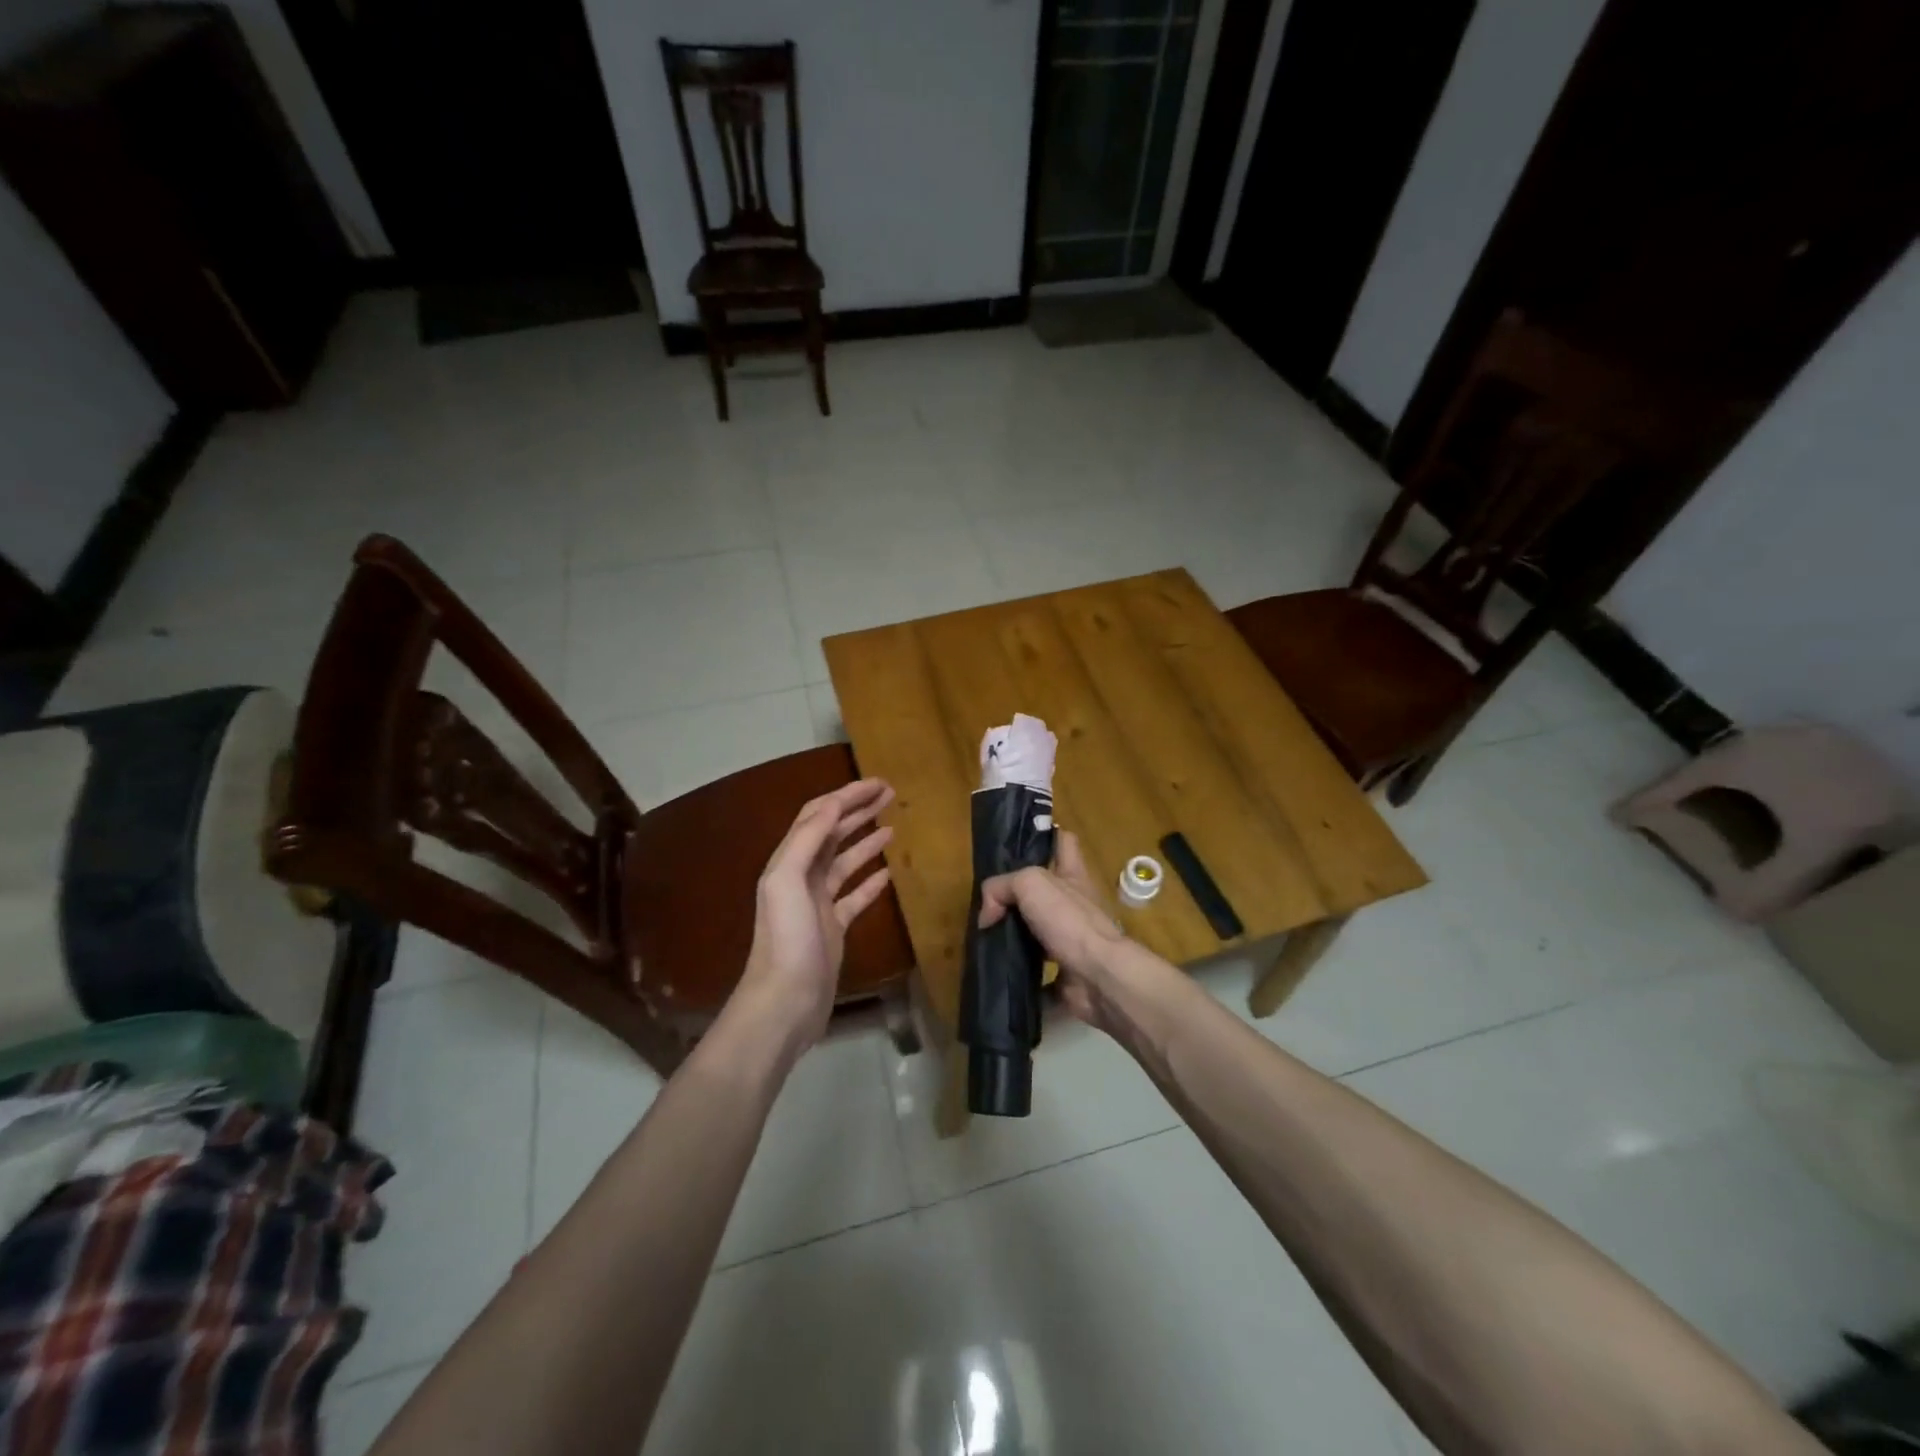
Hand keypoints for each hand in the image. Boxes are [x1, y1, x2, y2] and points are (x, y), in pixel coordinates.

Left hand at [736, 778, 896, 1049]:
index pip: (818, 816)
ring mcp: (818, 904)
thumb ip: (806, 840)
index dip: (846, 796)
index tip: (878, 783)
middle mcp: (802, 877)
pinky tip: (889, 873)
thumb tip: (833, 806)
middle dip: (858, 811)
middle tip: (890, 795)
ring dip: (866, 840)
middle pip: (832, 833)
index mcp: (789, 862)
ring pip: (845, 862)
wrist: (785, 1002)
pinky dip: (870, 881)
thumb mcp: (787, 881)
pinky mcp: (834, 928)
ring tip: (893, 826)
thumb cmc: (786, 939)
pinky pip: (855, 896)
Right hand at [977, 831, 1132, 1035]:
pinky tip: (998, 976)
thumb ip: (1000, 888)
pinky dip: (1021, 977)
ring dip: (1016, 936)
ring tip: (986, 939)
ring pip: (1039, 932)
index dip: (1047, 836)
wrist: (1098, 976)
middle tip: (990, 902)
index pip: (1063, 842)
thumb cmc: (1069, 919)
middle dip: (1021, 895)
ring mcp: (1073, 941)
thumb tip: (987, 916)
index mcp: (1072, 875)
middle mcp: (1076, 905)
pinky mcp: (1067, 974)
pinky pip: (1039, 976)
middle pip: (1047, 890)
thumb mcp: (1029, 884)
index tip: (1022, 844)